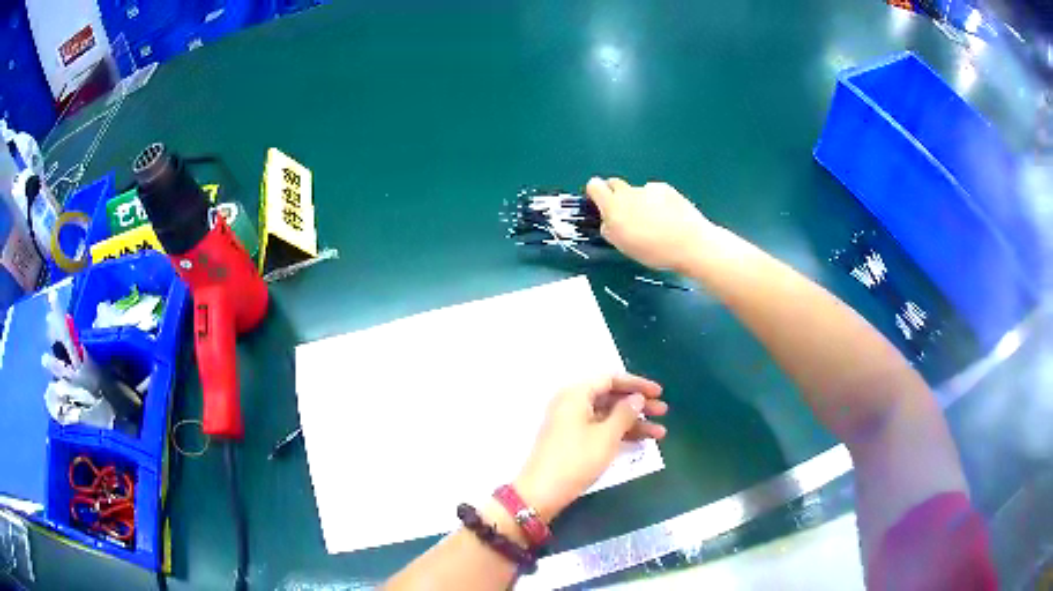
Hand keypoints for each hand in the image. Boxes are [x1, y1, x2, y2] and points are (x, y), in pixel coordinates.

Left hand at [514, 374, 667, 522]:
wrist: (542, 493)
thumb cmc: (576, 460)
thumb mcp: (606, 436)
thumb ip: (625, 414)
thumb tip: (637, 398)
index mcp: (575, 394)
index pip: (610, 379)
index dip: (637, 384)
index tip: (659, 392)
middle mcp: (571, 403)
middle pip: (610, 397)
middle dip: (638, 405)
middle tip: (664, 412)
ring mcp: (571, 423)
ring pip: (608, 416)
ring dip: (634, 423)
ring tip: (660, 433)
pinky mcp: (572, 441)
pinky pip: (601, 429)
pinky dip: (620, 434)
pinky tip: (641, 442)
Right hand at [586, 177, 714, 271]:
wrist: (690, 243)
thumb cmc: (654, 251)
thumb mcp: (623, 246)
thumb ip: (610, 229)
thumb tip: (607, 220)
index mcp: (613, 207)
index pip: (594, 186)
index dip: (595, 193)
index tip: (600, 205)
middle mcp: (628, 193)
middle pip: (614, 184)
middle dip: (616, 195)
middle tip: (626, 215)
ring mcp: (648, 188)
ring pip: (636, 191)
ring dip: (638, 201)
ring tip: (654, 221)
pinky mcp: (665, 188)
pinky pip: (654, 192)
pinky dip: (656, 200)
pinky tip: (668, 216)